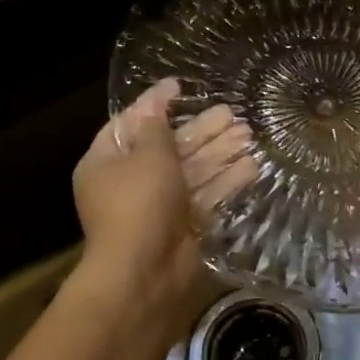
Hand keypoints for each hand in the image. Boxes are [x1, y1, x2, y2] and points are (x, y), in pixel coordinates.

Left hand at [72, 79, 254, 346]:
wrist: (143, 274)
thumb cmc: (138, 204)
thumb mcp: (147, 155)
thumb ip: (157, 126)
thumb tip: (157, 99)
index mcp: (107, 160)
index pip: (131, 122)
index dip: (156, 103)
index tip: (180, 85)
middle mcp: (130, 180)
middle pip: (169, 146)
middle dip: (201, 130)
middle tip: (232, 113)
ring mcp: (157, 205)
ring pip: (191, 170)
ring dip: (219, 152)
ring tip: (250, 134)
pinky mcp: (182, 225)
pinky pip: (205, 195)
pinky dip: (226, 180)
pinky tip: (252, 165)